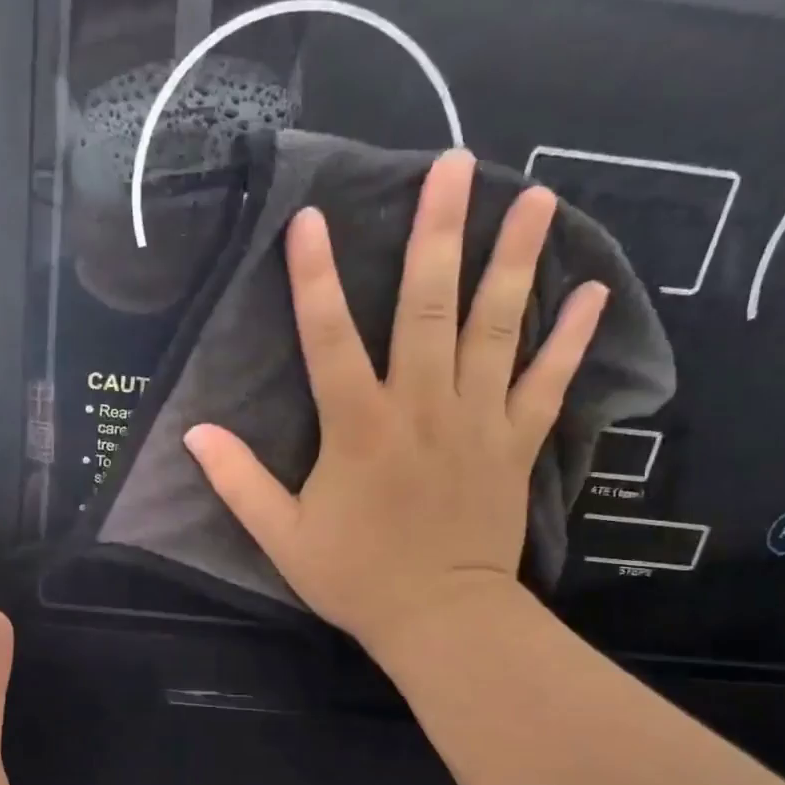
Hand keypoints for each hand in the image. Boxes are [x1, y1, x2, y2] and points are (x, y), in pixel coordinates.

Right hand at [183, 150, 606, 661]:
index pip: (330, 339)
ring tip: (534, 197)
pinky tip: (590, 291)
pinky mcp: (515, 443)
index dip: (315, 279)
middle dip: (437, 234)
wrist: (440, 619)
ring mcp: (476, 422)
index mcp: (359, 429)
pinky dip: (570, 339)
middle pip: (429, 308)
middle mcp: (421, 408)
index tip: (311, 216)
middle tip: (453, 165)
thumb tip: (194, 432)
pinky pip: (547, 383)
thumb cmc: (357, 578)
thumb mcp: (282, 538)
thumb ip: (239, 482)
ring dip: (513, 262)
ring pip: (496, 330)